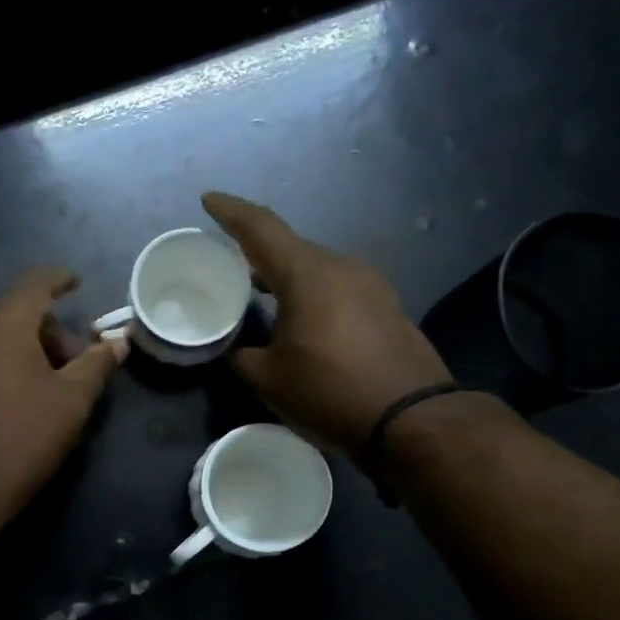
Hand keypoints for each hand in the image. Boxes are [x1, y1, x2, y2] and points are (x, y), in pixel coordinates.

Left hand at [0, 267, 128, 538]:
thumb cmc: (29, 434)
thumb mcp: (74, 398)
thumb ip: (98, 362)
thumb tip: (119, 341)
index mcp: (3, 325)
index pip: (35, 284)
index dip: (60, 279)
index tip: (77, 283)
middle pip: (16, 314)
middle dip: (50, 331)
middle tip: (74, 364)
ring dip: (26, 350)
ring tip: (48, 385)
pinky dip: (2, 365)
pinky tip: (17, 397)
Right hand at [202, 190, 450, 457]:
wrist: (411, 419)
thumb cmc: (329, 392)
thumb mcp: (268, 379)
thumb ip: (242, 356)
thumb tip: (237, 349)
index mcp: (307, 274)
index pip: (261, 228)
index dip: (230, 211)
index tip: (208, 199)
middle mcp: (341, 267)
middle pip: (291, 247)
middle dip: (258, 251)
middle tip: (230, 262)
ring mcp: (370, 285)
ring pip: (316, 269)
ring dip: (286, 276)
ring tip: (261, 292)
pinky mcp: (386, 307)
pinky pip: (337, 288)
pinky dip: (311, 294)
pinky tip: (301, 318)